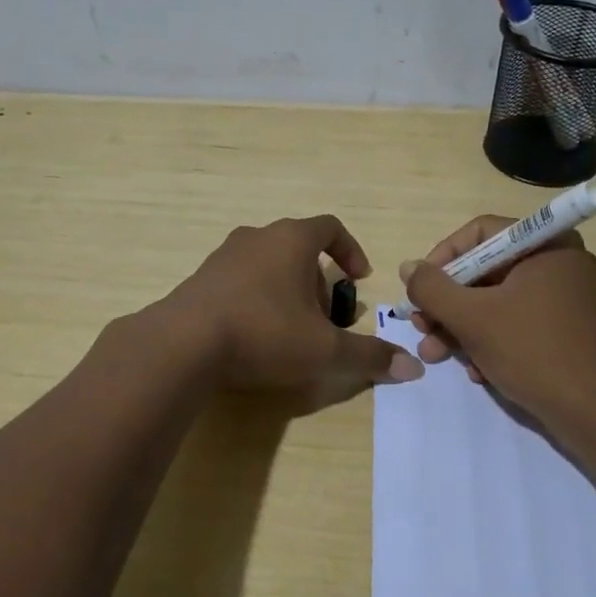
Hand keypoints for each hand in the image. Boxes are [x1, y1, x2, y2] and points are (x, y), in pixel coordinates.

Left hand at [163, 216, 422, 403]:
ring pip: (268, 265)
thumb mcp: (324, 350)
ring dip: (286, 291)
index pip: (330, 228)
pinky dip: (256, 299)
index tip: (358, 279)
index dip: (350, 251)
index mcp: (291, 239)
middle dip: (318, 281)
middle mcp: (257, 237)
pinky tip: (254, 336)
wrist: (183, 344)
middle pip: (298, 249)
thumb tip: (413, 368)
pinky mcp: (200, 279)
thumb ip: (368, 355)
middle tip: (324, 319)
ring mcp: (223, 256)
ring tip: (291, 331)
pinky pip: (240, 281)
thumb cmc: (264, 333)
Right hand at [401, 216, 595, 425]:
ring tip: (435, 354)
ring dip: (461, 327)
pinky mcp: (565, 329)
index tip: (419, 290)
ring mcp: (564, 298)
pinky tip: (476, 371)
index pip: (479, 234)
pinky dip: (490, 341)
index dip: (442, 259)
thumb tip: (408, 267)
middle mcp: (558, 262)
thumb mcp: (473, 317)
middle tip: (422, 328)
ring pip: (497, 300)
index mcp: (545, 245)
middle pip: (485, 270)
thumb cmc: (534, 352)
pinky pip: (516, 322)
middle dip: (448, 303)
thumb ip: (432, 288)